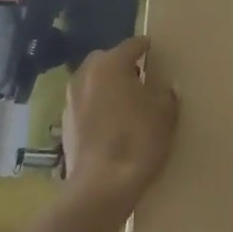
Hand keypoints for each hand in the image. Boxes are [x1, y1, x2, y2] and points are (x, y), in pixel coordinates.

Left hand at [61, 36, 178, 210]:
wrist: (101, 186)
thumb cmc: (137, 141)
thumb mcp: (165, 115)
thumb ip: (167, 94)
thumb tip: (168, 87)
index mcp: (111, 65)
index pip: (130, 45)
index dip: (144, 46)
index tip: (152, 48)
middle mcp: (86, 75)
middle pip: (105, 59)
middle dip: (120, 63)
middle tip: (139, 75)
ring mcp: (71, 99)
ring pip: (90, 81)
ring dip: (105, 85)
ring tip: (124, 99)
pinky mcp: (64, 123)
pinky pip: (84, 103)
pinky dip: (96, 105)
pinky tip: (109, 121)